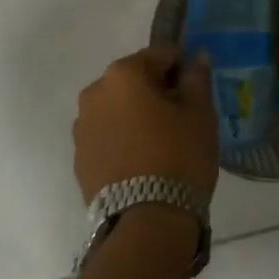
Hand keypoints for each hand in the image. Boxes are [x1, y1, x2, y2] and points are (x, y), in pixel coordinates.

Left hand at [73, 46, 219, 205]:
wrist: (146, 222)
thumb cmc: (179, 157)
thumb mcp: (200, 114)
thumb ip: (197, 79)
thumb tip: (195, 57)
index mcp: (124, 74)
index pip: (160, 55)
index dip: (182, 68)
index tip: (197, 90)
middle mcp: (94, 93)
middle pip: (134, 80)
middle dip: (156, 91)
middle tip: (182, 118)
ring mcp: (81, 127)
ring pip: (117, 109)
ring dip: (136, 116)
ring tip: (161, 144)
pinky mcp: (79, 158)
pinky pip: (106, 136)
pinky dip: (122, 139)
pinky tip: (142, 162)